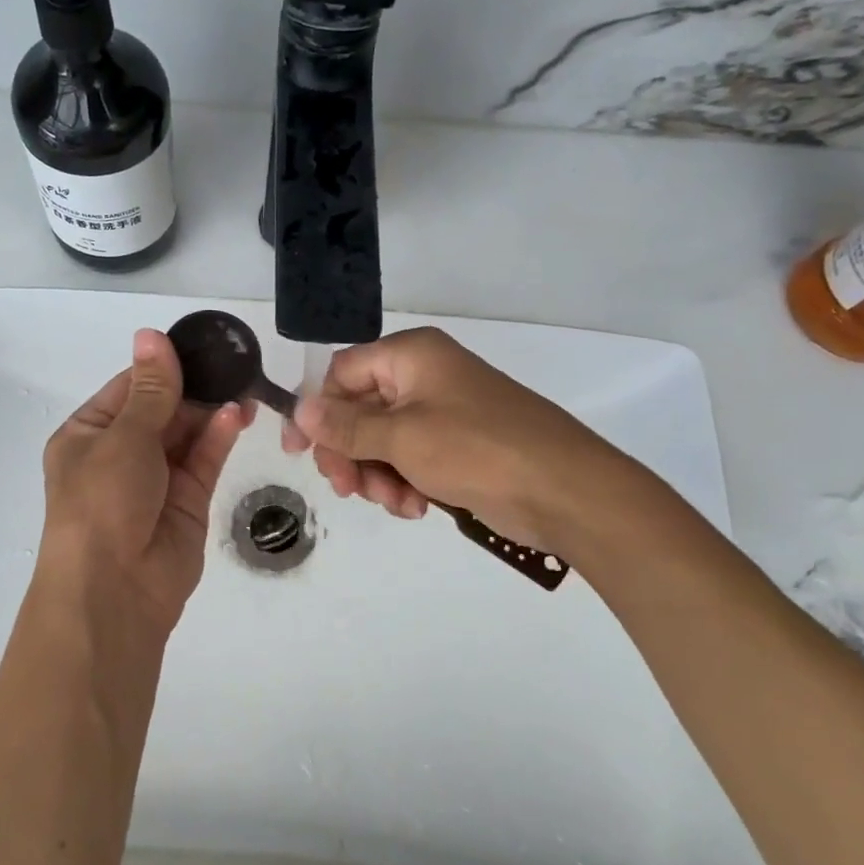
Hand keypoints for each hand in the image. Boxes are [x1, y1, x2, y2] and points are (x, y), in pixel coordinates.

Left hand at [40, 328, 247, 633]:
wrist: (115, 589)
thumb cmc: (103, 502)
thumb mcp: (123, 438)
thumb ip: (152, 390)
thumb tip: (152, 335)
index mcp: (89, 435)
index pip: (129, 389)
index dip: (161, 367)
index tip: (198, 343)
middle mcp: (120, 454)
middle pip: (162, 409)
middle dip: (193, 387)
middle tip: (232, 362)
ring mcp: (156, 478)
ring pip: (187, 433)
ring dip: (211, 410)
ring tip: (243, 384)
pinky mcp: (188, 501)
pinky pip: (204, 460)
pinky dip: (219, 437)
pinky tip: (237, 414)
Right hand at [281, 327, 632, 551]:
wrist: (565, 491)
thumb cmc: (478, 450)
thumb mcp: (401, 437)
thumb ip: (346, 425)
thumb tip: (299, 409)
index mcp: (410, 356)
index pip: (341, 373)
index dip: (316, 410)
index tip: (298, 453)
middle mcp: (424, 376)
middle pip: (359, 410)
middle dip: (350, 453)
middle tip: (347, 489)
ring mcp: (442, 412)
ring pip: (382, 440)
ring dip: (377, 474)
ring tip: (395, 503)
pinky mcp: (457, 445)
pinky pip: (410, 458)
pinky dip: (404, 482)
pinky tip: (416, 507)